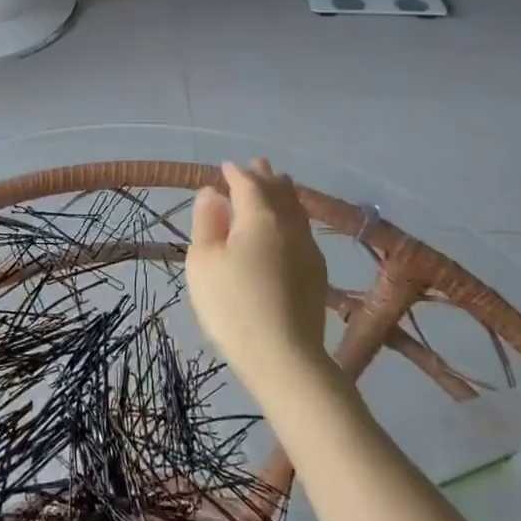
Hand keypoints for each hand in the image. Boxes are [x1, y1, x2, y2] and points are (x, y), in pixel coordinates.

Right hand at [185, 159, 330, 385]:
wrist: (284, 357)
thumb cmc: (232, 306)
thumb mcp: (203, 263)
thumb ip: (207, 222)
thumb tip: (212, 193)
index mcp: (259, 217)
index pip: (248, 184)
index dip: (236, 173)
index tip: (225, 166)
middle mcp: (289, 225)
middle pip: (278, 191)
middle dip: (265, 176)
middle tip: (257, 164)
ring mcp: (308, 248)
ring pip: (296, 209)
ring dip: (283, 193)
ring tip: (277, 184)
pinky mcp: (317, 272)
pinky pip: (302, 229)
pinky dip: (291, 216)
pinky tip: (288, 226)